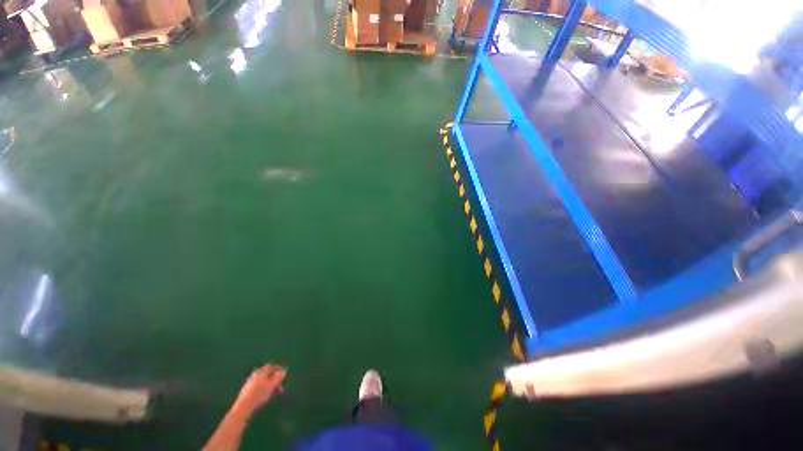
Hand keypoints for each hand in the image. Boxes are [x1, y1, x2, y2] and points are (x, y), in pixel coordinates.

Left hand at [235, 364, 286, 412]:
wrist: (243, 407)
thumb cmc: (259, 394)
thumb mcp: (272, 385)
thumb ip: (279, 377)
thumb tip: (284, 370)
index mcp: (261, 372)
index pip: (271, 366)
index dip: (278, 369)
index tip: (283, 374)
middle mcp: (254, 375)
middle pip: (267, 374)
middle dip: (274, 379)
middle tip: (279, 386)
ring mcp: (249, 383)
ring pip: (262, 381)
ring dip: (269, 385)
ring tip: (274, 392)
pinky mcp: (246, 391)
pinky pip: (258, 386)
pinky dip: (263, 389)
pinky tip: (265, 396)